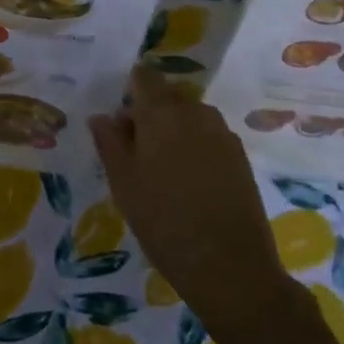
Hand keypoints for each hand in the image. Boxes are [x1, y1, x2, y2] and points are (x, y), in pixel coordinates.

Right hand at [90, 68, 286, 320]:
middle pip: (169, 96)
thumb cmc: (163, 220)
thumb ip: (109, 142)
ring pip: (191, 117)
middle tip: (137, 151)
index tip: (121, 120)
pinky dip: (197, 148)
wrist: (230, 267)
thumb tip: (102, 117)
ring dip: (175, 130)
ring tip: (164, 170)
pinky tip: (191, 184)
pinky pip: (210, 137)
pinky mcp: (241, 158)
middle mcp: (195, 113)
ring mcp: (223, 134)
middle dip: (151, 113)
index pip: (145, 77)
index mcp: (162, 112)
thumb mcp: (122, 182)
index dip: (131, 90)